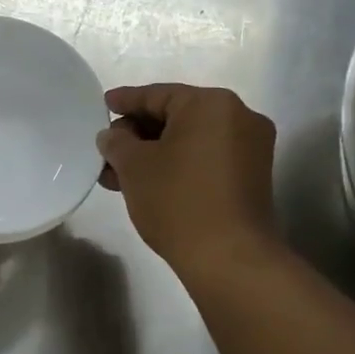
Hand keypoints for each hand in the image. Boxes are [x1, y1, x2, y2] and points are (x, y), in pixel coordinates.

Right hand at [96, 84, 278, 277]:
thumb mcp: (134, 166)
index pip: (158, 95)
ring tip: (117, 174)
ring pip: (189, 141)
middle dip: (138, 133)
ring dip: (153, 153)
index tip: (104, 105)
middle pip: (176, 116)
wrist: (229, 258)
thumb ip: (117, 142)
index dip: (126, 101)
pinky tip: (145, 183)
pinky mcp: (250, 177)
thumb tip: (113, 136)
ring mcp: (250, 149)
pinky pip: (205, 159)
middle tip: (107, 149)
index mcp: (211, 104)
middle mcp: (238, 118)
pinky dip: (176, 165)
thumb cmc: (177, 200)